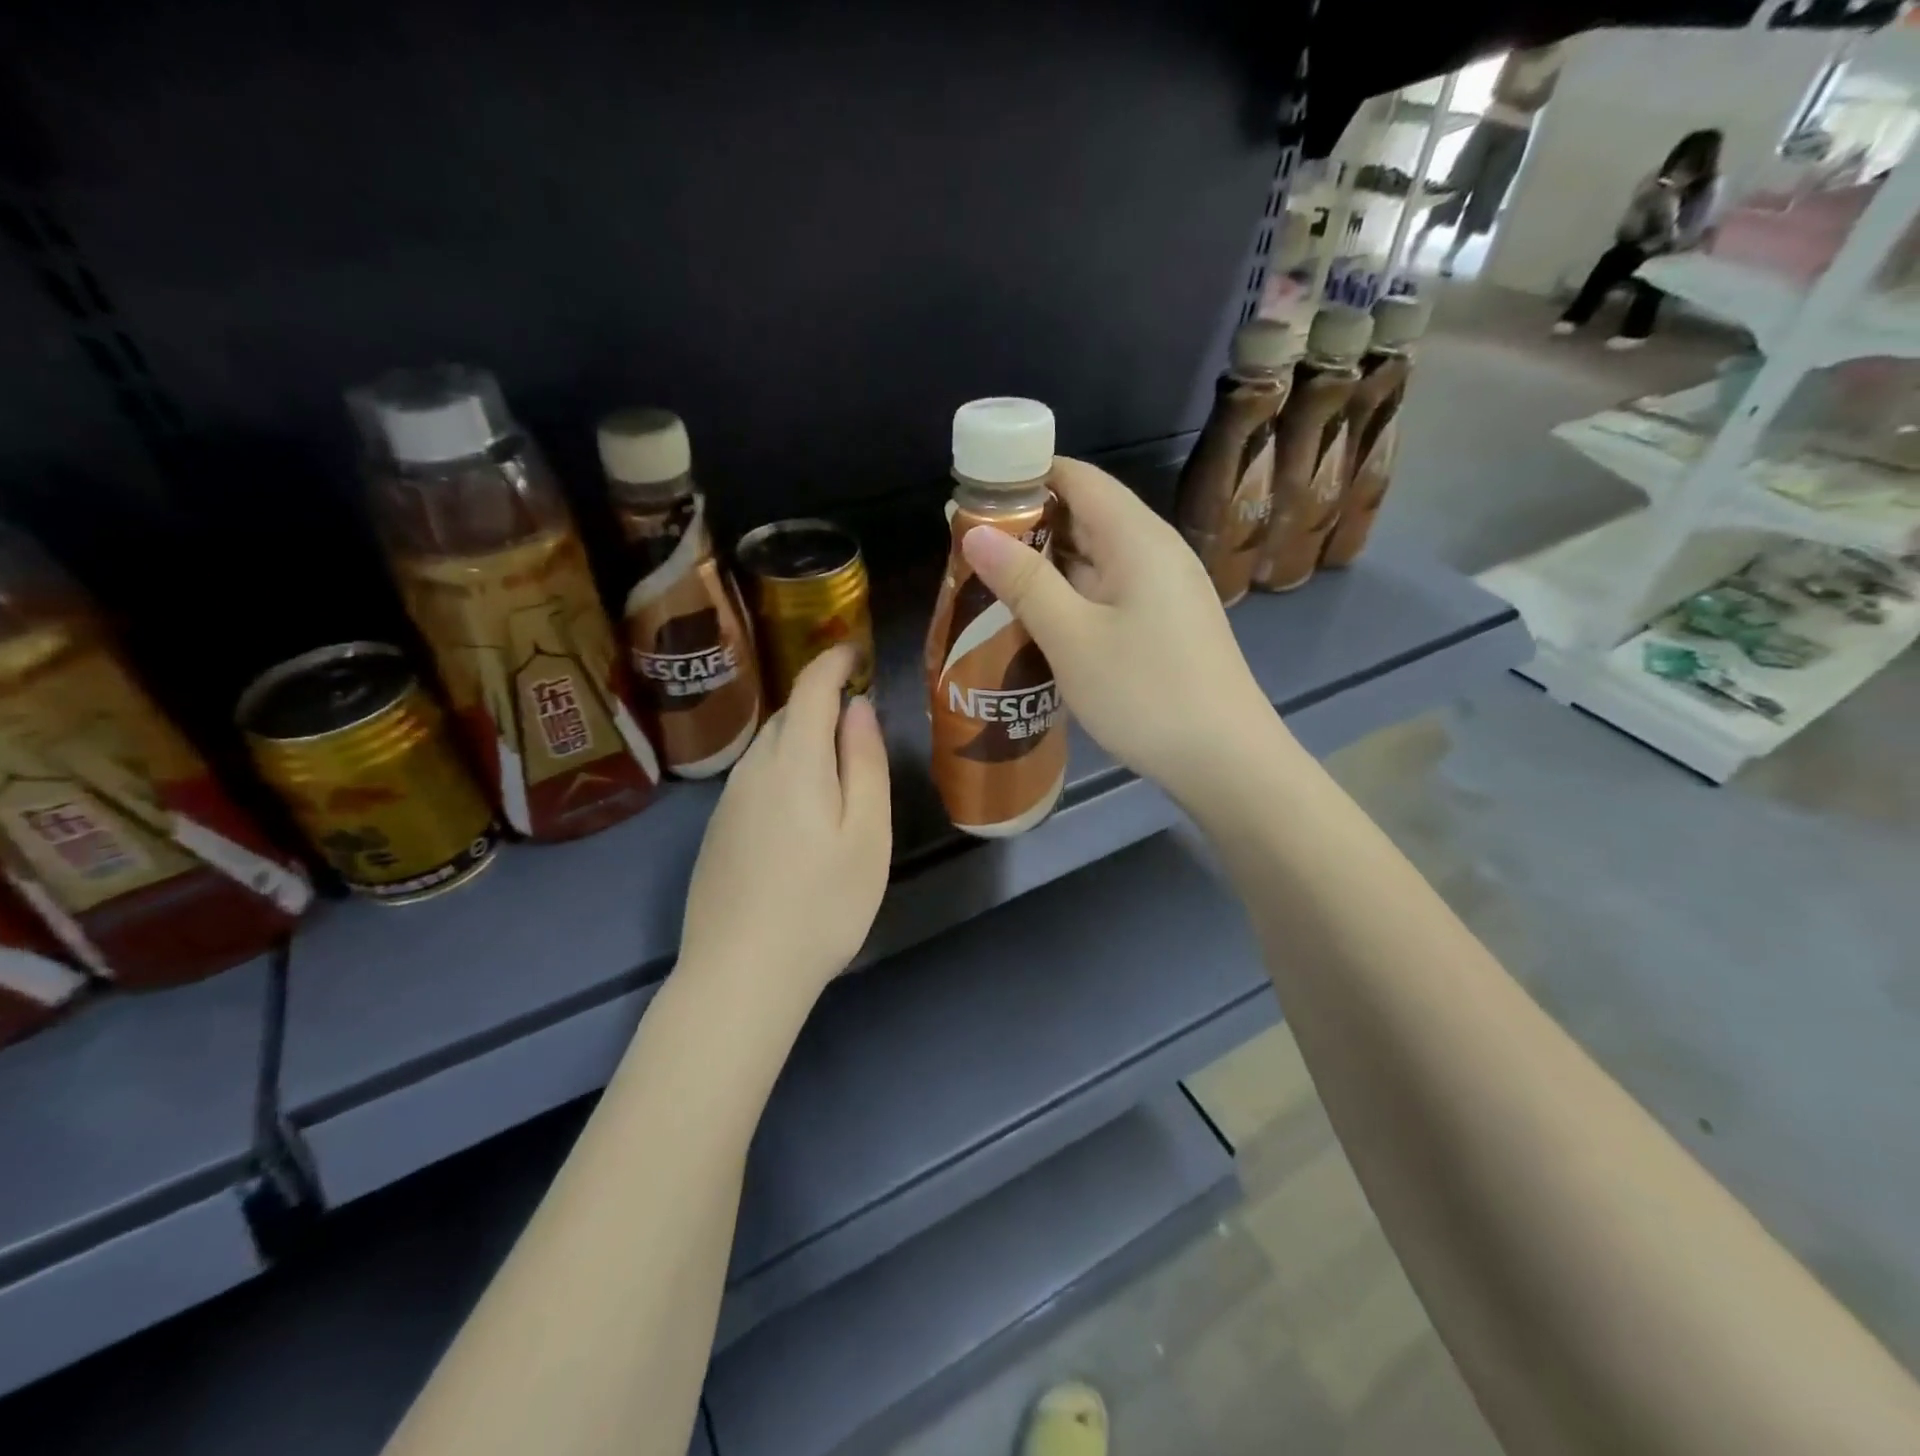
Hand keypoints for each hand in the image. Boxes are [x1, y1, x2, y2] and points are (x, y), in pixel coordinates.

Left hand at [677, 645, 890, 1000]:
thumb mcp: (866, 834)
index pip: (811, 689)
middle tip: (857, 713)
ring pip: (769, 748)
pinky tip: (799, 807)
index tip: (854, 650)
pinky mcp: (717, 832)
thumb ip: (865, 764)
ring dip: (802, 737)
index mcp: (795, 762)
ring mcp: (728, 802)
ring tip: (835, 759)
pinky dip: (783, 769)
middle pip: (789, 716)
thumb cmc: (823, 904)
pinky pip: (754, 779)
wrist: (741, 974)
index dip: (833, 662)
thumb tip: (859, 708)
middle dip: (821, 701)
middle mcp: (753, 770)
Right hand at [960, 457, 1282, 809]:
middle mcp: (1155, 551)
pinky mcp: (1165, 623)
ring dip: (1046, 565)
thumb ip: (1025, 582)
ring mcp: (1164, 589)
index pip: (1077, 478)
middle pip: (1086, 515)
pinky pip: (1108, 591)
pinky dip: (1070, 595)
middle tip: (969, 548)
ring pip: (1095, 558)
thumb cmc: (1145, 693)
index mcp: (1137, 538)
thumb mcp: (1073, 638)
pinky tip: (1038, 620)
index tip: (974, 495)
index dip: (1025, 477)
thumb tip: (977, 531)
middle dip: (1027, 525)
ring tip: (990, 582)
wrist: (1225, 761)